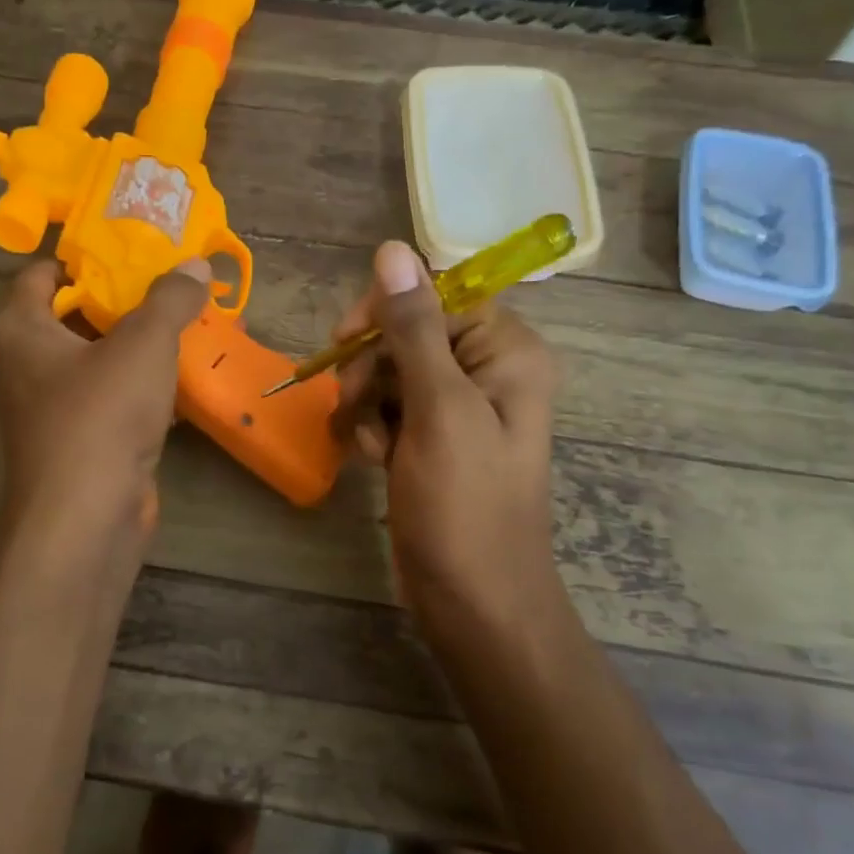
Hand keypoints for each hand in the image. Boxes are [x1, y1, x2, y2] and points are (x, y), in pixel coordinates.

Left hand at [0, 258, 209, 537]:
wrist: (86, 517)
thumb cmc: (101, 414)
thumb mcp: (143, 343)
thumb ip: (170, 298)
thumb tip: (196, 265)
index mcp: (21, 329)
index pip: (42, 274)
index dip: (83, 256)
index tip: (129, 247)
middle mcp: (27, 365)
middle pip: (74, 315)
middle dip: (122, 299)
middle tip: (170, 281)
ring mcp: (51, 408)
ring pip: (97, 359)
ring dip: (137, 344)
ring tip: (186, 322)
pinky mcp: (80, 441)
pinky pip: (111, 398)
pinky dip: (141, 385)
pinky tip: (182, 377)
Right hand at [333, 242, 557, 610]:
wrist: (475, 603)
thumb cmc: (464, 506)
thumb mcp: (438, 410)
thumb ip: (413, 328)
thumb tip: (393, 249)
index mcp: (507, 352)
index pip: (437, 295)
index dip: (387, 311)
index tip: (346, 341)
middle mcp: (488, 371)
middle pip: (409, 332)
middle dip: (372, 366)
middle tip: (353, 402)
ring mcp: (459, 408)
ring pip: (391, 371)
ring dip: (366, 401)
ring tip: (369, 445)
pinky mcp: (433, 439)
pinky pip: (390, 408)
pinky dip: (373, 428)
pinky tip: (373, 460)